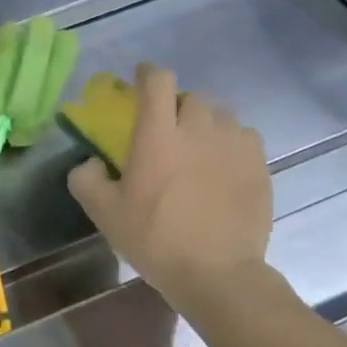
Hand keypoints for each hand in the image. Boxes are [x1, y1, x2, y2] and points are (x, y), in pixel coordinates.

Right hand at [67, 63, 272, 312]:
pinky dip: (228, 141)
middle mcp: (199, 129)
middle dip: (175, 104)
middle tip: (165, 128)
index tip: (139, 80)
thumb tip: (92, 161)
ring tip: (196, 147)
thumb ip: (86, 178)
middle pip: (190, 96)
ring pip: (220, 115)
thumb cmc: (154, 238)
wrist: (218, 273)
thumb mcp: (103, 212)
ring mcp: (235, 145)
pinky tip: (220, 165)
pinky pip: (243, 136)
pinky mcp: (260, 165)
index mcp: (158, 135)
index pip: (157, 82)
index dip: (147, 73)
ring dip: (203, 122)